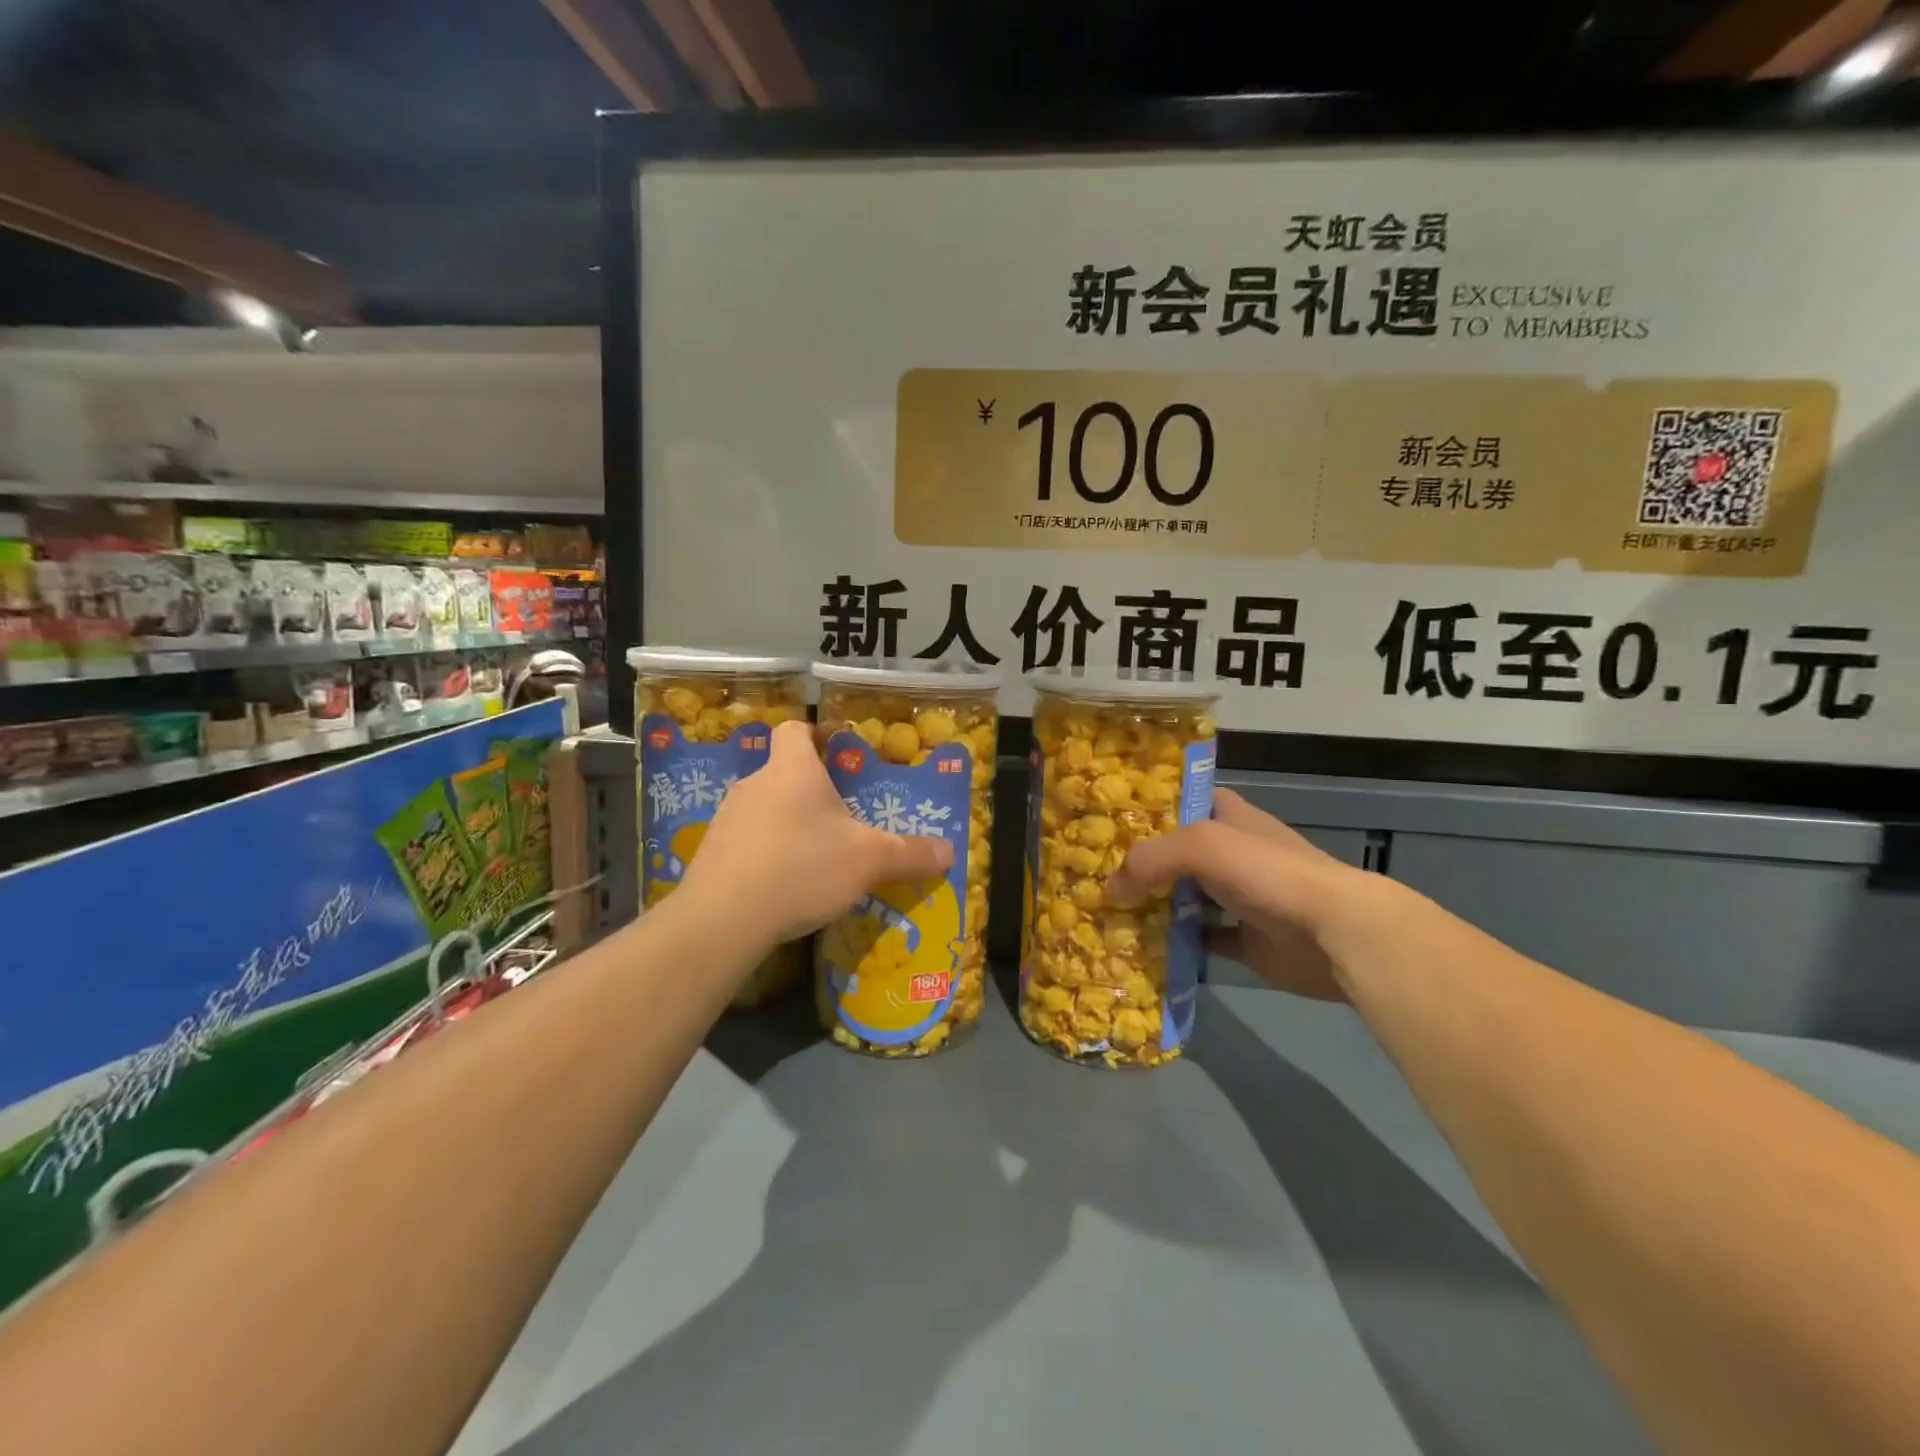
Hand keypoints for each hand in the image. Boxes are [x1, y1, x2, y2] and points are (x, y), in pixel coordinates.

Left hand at [679, 720, 952, 947]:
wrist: (723, 918)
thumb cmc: (803, 868)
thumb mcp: (870, 861)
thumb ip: (911, 854)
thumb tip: (950, 852)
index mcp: (793, 769)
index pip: (796, 729)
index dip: (817, 735)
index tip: (838, 755)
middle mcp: (755, 783)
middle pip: (784, 772)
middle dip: (812, 791)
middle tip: (842, 819)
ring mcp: (727, 818)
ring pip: (766, 808)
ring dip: (789, 824)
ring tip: (815, 857)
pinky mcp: (711, 853)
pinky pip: (747, 841)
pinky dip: (766, 854)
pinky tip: (784, 885)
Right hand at [1105, 790, 1361, 1001]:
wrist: (1334, 932)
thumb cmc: (1266, 872)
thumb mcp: (1201, 846)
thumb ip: (1148, 860)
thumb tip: (1109, 890)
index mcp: (1226, 816)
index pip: (1178, 802)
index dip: (1144, 810)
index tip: (1103, 824)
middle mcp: (1231, 853)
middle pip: (1174, 855)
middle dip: (1138, 865)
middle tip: (1093, 877)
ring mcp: (1239, 897)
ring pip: (1183, 899)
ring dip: (1151, 907)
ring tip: (1107, 914)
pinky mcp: (1245, 940)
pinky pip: (1199, 940)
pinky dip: (1174, 945)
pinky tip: (1141, 949)